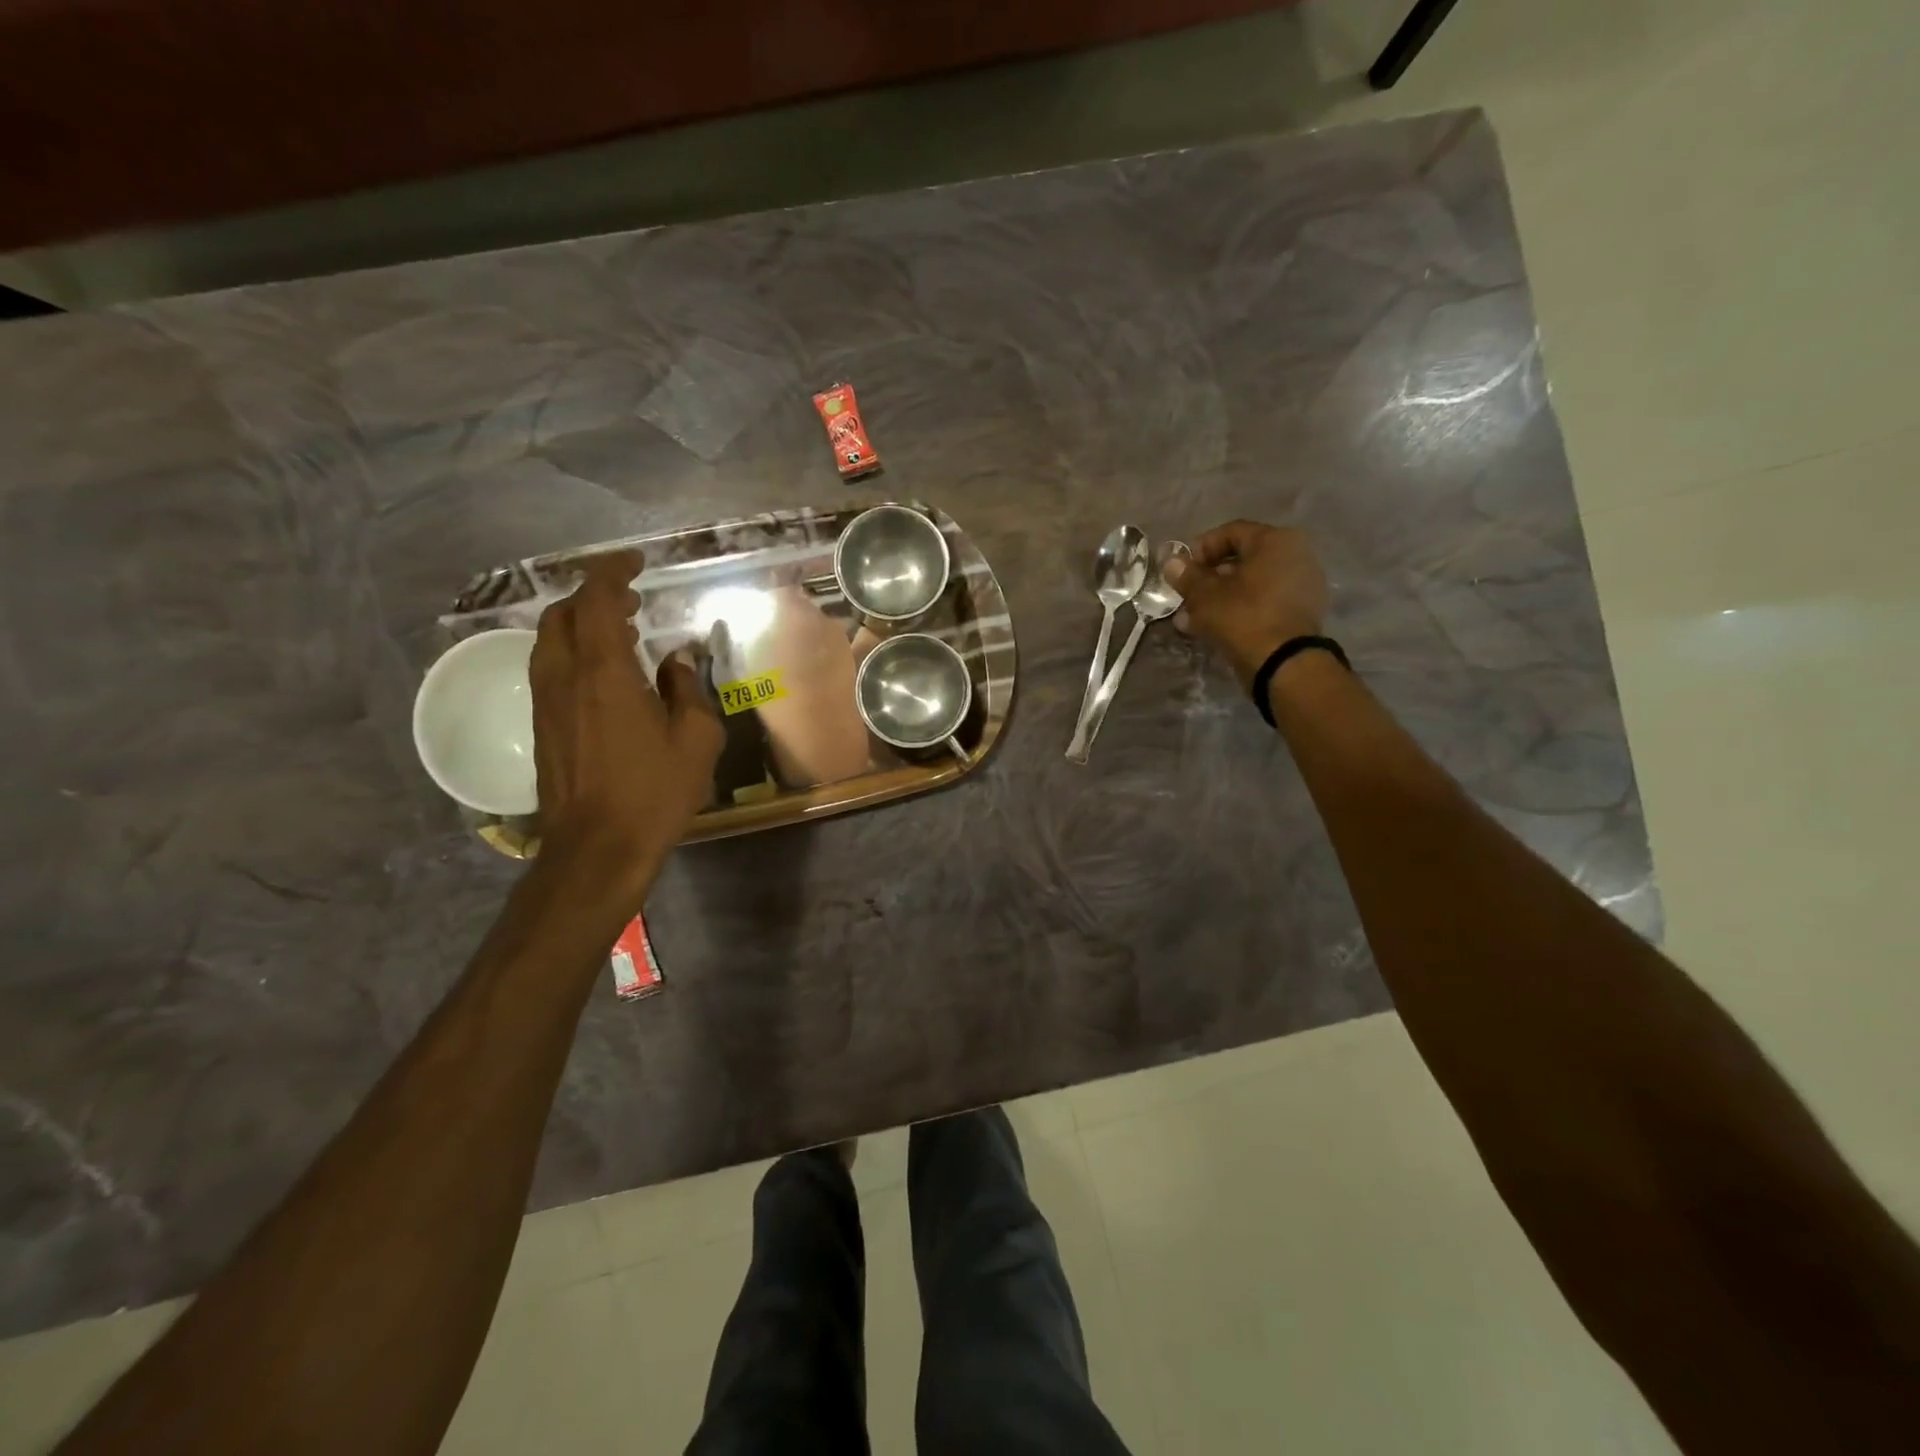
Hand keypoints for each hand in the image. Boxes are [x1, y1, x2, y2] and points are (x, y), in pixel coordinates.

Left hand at [529, 551, 722, 910]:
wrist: (597, 847)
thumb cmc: (654, 792)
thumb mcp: (695, 739)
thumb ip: (687, 689)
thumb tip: (675, 661)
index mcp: (604, 672)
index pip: (597, 600)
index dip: (612, 572)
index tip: (634, 561)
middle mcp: (565, 676)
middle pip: (563, 614)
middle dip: (594, 595)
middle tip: (632, 599)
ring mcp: (547, 701)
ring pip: (550, 640)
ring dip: (581, 623)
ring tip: (621, 630)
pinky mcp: (542, 724)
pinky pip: (550, 667)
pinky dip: (573, 650)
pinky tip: (605, 672)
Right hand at [1167, 520, 1327, 687]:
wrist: (1284, 663)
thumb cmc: (1243, 617)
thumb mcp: (1206, 595)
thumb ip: (1187, 576)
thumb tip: (1171, 562)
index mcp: (1276, 541)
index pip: (1231, 532)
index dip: (1201, 548)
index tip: (1181, 569)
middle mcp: (1296, 556)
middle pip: (1242, 560)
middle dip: (1209, 577)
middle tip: (1186, 596)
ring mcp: (1302, 586)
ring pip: (1251, 584)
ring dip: (1220, 597)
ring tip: (1193, 617)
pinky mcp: (1301, 613)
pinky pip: (1263, 602)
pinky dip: (1240, 610)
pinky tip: (1215, 628)